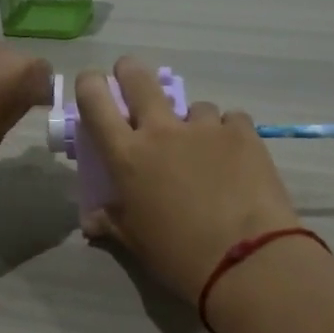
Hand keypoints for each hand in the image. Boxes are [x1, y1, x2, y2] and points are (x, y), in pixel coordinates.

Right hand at [76, 57, 301, 301]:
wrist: (244, 260)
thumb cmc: (178, 255)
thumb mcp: (135, 241)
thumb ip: (111, 221)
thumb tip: (92, 221)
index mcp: (127, 156)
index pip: (95, 100)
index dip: (90, 84)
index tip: (93, 85)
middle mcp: (162, 131)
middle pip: (139, 78)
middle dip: (131, 72)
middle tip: (133, 81)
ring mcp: (204, 127)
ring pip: (193, 106)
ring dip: (192, 121)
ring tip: (203, 149)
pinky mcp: (243, 132)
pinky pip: (230, 121)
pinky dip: (227, 134)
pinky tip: (234, 159)